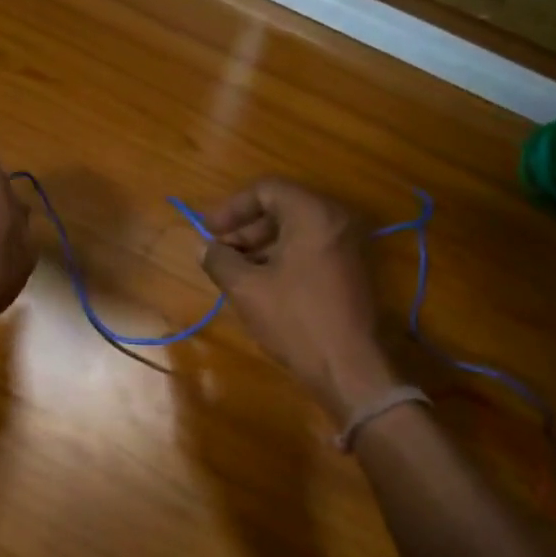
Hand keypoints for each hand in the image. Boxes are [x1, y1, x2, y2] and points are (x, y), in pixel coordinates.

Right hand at [199, 178, 396, 420]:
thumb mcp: (247, 289)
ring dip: (261, 244)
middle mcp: (337, 220)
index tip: (207, 231)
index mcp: (313, 214)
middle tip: (219, 253)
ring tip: (235, 271)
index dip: (231, 208)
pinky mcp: (352, 268)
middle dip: (245, 228)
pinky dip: (283, 256)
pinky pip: (311, 248)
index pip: (266, 190)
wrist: (349, 366)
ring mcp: (349, 244)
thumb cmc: (296, 321)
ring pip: (296, 229)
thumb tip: (204, 248)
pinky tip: (261, 282)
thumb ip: (220, 260)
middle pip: (283, 207)